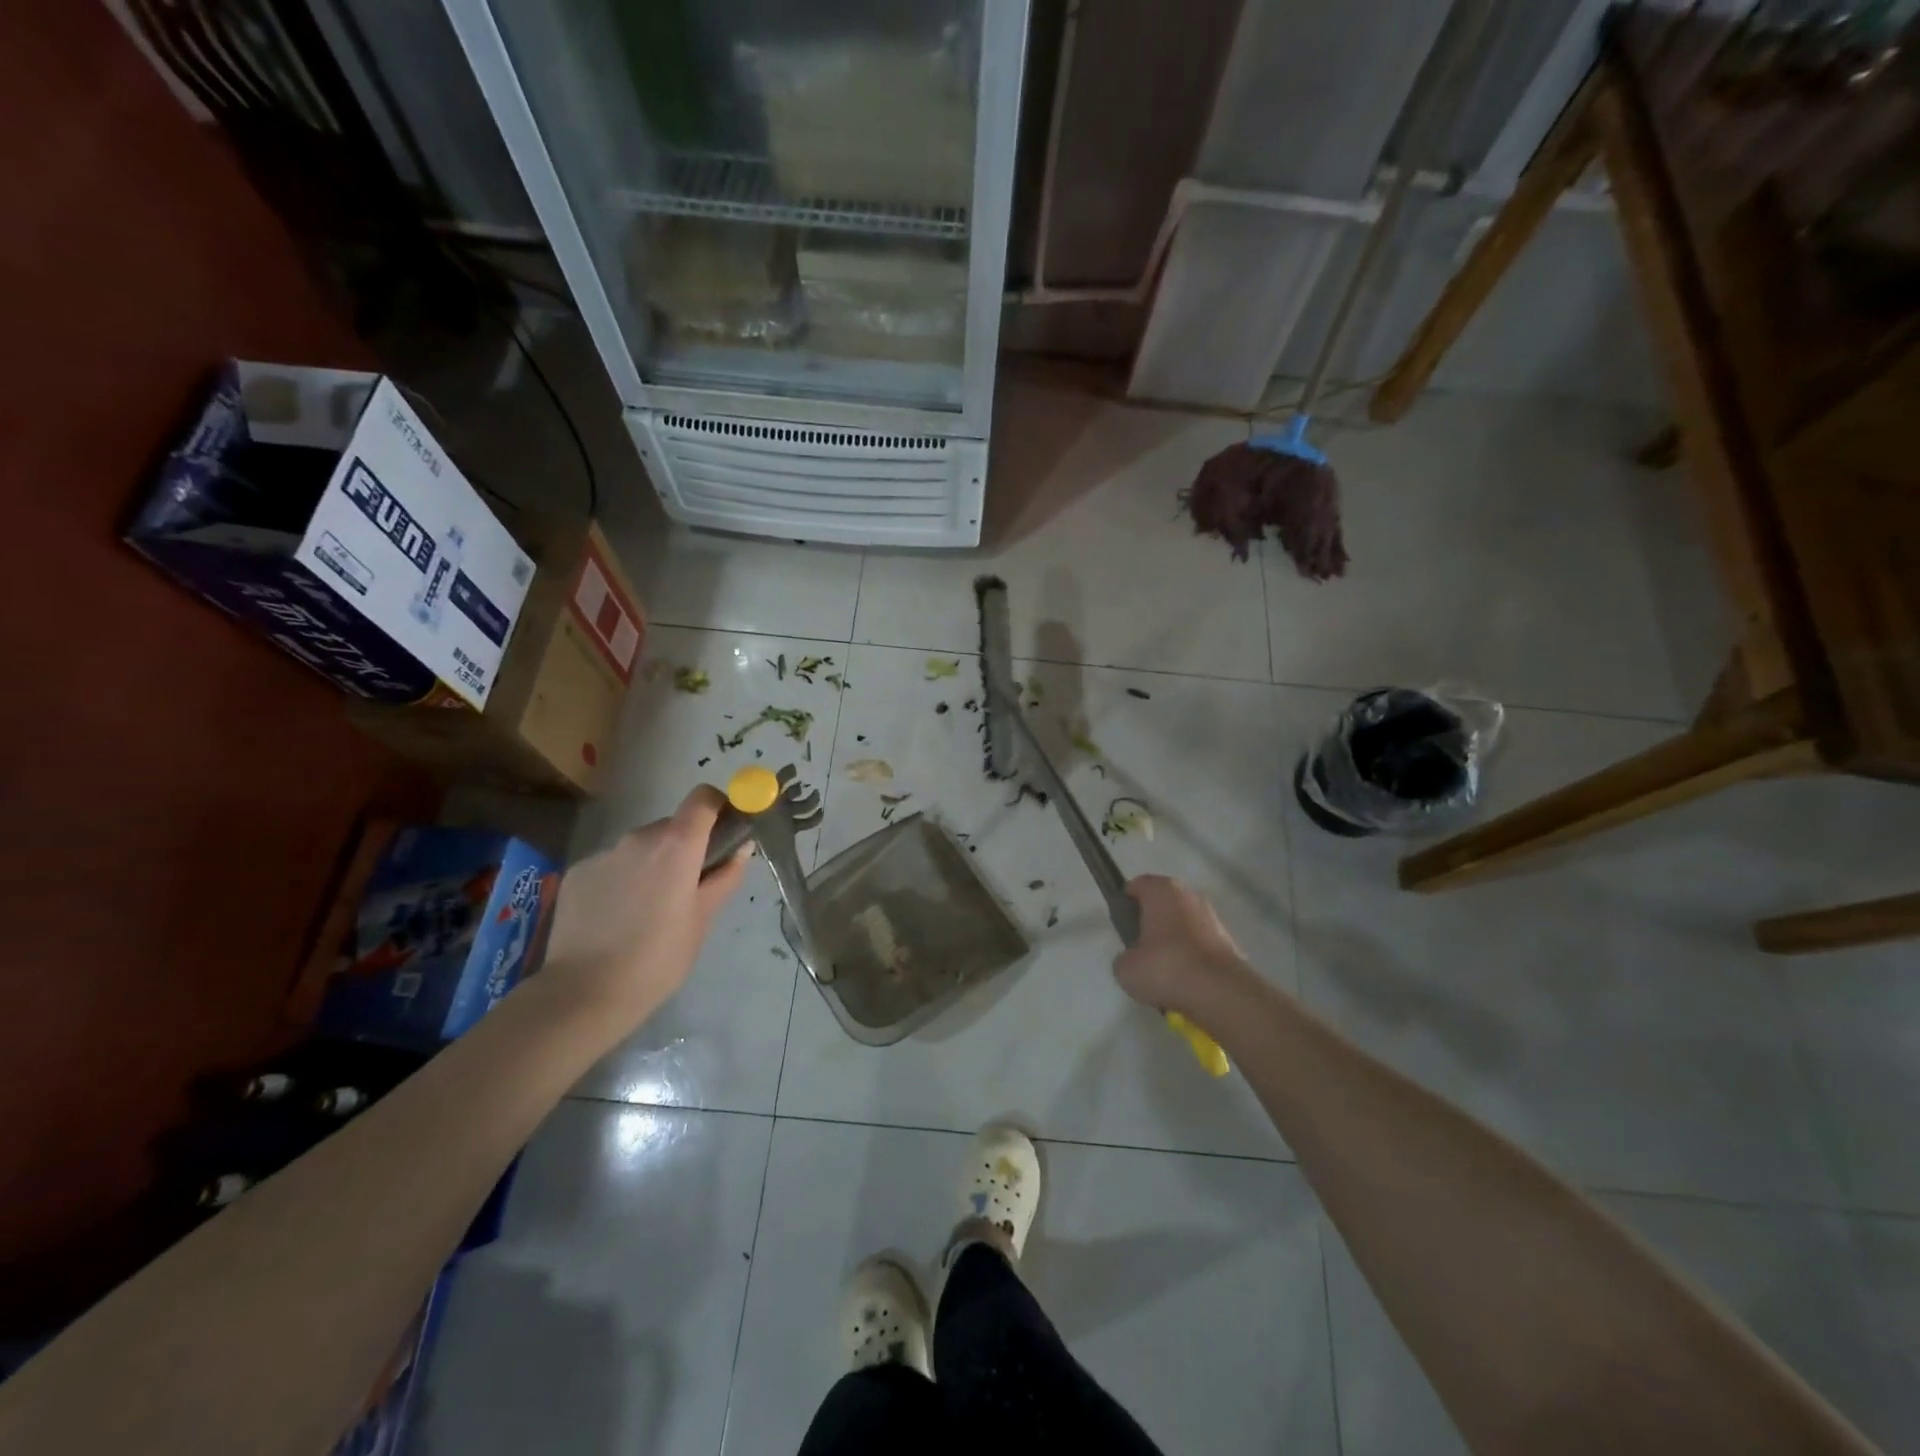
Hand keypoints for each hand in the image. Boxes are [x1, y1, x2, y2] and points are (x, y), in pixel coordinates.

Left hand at [539, 786, 749, 1033]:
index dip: (718, 807)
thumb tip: (742, 847)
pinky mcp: (578, 872)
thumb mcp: (703, 918)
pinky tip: (617, 918)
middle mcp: (639, 837)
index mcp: (677, 844)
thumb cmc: (659, 957)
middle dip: (685, 847)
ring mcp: (604, 853)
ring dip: (652, 864)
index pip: (703, 798)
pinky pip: (612, 865)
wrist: (584, 993)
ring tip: (649, 910)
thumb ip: (725, 876)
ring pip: (641, 847)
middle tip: (688, 888)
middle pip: (672, 826)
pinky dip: (622, 880)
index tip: (724, 834)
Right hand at [1113, 875, 1252, 1017]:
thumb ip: (1125, 957)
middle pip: (1163, 904)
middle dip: (1152, 923)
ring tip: (1164, 971)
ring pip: (1184, 925)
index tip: (1121, 926)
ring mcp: (1214, 918)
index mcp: (1162, 890)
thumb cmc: (1165, 968)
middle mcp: (1190, 896)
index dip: (1126, 904)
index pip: (1137, 886)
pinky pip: (1201, 946)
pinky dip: (1192, 958)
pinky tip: (1185, 981)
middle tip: (1140, 950)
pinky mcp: (1230, 942)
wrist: (1220, 993)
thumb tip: (1134, 959)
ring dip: (1174, 941)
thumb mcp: (1126, 968)